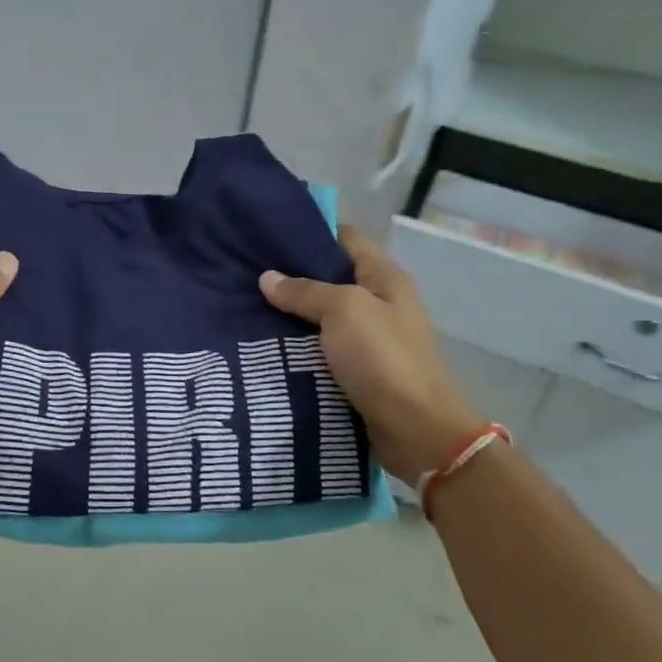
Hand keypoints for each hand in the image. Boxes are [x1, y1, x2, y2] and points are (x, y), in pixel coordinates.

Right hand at [259, 225, 485, 482]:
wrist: (414, 429)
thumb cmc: (382, 358)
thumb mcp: (343, 311)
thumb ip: (304, 291)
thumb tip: (267, 278)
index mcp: (384, 277)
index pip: (346, 238)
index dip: (311, 232)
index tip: (268, 234)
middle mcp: (380, 302)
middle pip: (331, 278)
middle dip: (293, 276)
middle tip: (248, 274)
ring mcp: (370, 338)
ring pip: (322, 317)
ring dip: (291, 315)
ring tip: (247, 308)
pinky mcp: (359, 370)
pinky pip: (322, 349)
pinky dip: (298, 346)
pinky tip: (265, 345)